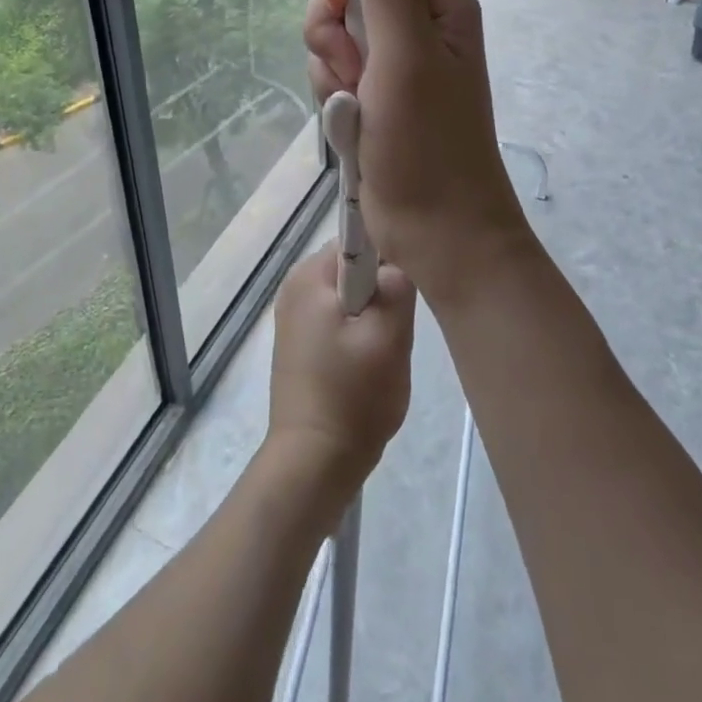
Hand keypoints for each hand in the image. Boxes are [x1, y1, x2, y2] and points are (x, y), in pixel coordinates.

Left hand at [266, 244, 414, 513]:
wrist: (312, 462)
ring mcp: (293, 316)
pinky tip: (368, 365)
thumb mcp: (389, 336)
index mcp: (309, 276)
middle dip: (381, 291)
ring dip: (372, 316)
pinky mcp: (298, 344)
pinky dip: (357, 333)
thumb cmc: (352, 396)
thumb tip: (396, 265)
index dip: (389, 256)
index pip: (358, 238)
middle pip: (353, 267)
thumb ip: (397, 286)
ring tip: (384, 351)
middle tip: (397, 328)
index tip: (408, 286)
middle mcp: (294, 286)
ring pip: (349, 296)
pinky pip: (337, 319)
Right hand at [303, 0, 530, 301]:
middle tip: (351, 67)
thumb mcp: (406, 55)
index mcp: (437, 3)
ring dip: (331, 68)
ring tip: (354, 104)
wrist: (435, 232)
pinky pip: (332, 72)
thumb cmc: (429, 143)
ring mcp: (390, 61)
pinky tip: (348, 121)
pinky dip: (331, 95)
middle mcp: (414, 24)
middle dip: (333, 28)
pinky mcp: (371, 94)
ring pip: (332, 34)